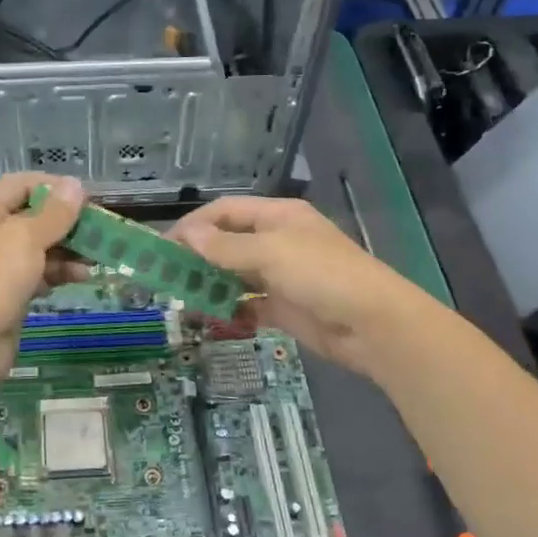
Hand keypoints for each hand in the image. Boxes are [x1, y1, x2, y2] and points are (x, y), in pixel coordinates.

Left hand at [0, 173, 85, 371]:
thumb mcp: (26, 238)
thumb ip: (55, 212)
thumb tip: (75, 184)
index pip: (22, 184)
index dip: (56, 187)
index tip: (89, 199)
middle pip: (32, 216)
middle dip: (67, 223)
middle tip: (101, 229)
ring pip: (37, 247)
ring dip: (68, 250)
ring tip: (98, 256)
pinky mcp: (5, 291)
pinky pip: (36, 272)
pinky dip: (58, 272)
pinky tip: (82, 277)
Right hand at [167, 195, 430, 377]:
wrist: (374, 325)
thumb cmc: (322, 274)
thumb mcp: (270, 253)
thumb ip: (226, 247)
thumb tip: (187, 235)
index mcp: (278, 216)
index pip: (225, 212)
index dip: (194, 225)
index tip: (163, 246)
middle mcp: (277, 241)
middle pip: (228, 243)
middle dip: (197, 257)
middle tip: (165, 276)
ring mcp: (281, 275)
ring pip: (235, 275)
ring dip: (210, 285)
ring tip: (181, 300)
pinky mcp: (284, 307)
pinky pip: (248, 305)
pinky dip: (229, 309)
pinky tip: (210, 319)